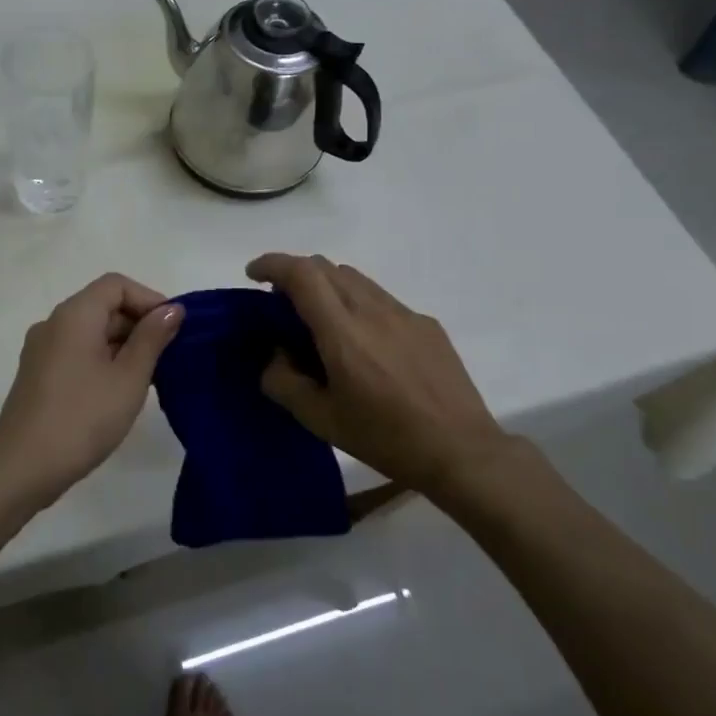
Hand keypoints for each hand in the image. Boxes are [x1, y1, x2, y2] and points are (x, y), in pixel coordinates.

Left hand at [0, 274, 184, 509]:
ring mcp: (41, 350)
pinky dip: (102, 359)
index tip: (173, 329)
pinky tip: (119, 390)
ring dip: (122, 344)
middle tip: (169, 357)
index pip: (116, 284)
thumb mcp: (129, 378)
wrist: (23, 468)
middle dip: (138, 323)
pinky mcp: (37, 374)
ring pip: (90, 331)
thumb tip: (172, 309)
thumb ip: (152, 338)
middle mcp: (53, 323)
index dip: (149, 299)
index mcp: (74, 315)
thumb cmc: (83, 418)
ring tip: (150, 377)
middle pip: (102, 305)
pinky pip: (76, 352)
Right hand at [247, 253, 523, 502]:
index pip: (302, 274)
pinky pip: (381, 299)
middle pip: (326, 267)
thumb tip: (275, 356)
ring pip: (355, 279)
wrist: (462, 451)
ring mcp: (404, 314)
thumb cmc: (386, 438)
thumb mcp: (321, 420)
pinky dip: (357, 304)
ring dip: (327, 286)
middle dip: (295, 274)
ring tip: (321, 322)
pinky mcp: (426, 325)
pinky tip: (365, 344)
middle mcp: (373, 310)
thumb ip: (285, 383)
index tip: (253, 275)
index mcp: (343, 332)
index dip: (272, 264)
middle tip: (281, 304)